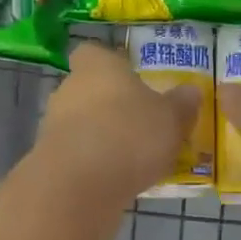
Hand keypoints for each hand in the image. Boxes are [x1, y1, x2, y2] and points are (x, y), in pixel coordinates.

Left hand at [33, 43, 200, 204]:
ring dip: (101, 135)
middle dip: (110, 104)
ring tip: (133, 156)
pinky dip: (93, 161)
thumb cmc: (130, 135)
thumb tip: (191, 91)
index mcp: (98, 67)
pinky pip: (76, 153)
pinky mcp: (49, 159)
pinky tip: (116, 178)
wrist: (79, 186)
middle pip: (88, 89)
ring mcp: (54, 125)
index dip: (110, 63)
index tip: (130, 78)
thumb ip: (182, 104)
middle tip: (140, 121)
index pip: (93, 53)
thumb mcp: (171, 119)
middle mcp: (69, 89)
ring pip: (81, 122)